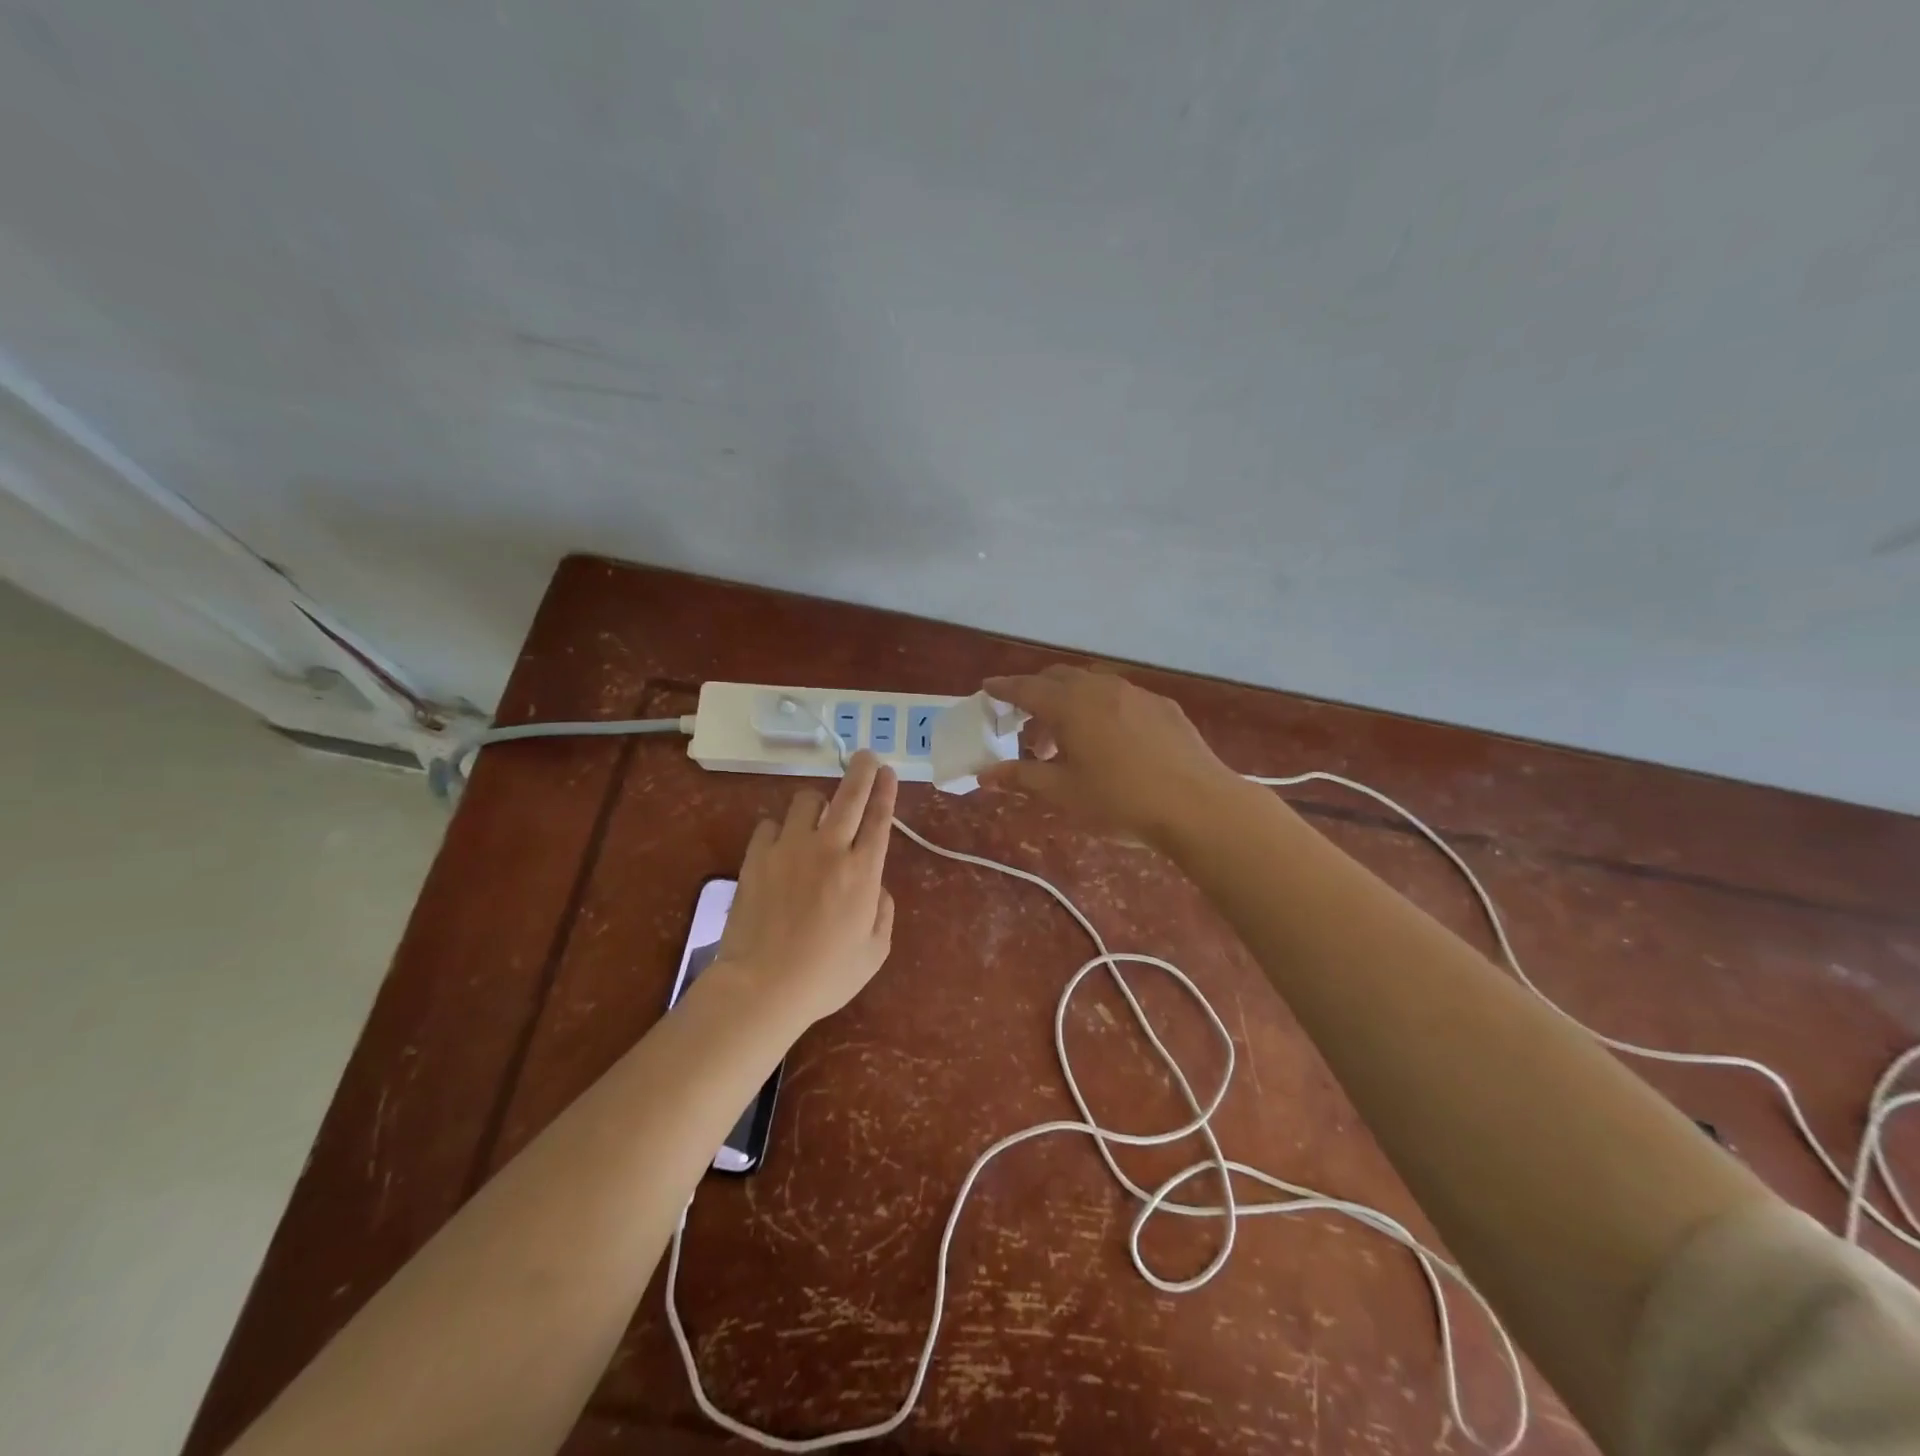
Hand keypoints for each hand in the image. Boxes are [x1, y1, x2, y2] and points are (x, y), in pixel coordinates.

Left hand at [714, 750, 897, 1025]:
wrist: (763, 987)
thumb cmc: (825, 976)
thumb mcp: (874, 952)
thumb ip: (883, 912)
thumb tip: (877, 886)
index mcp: (863, 872)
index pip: (880, 818)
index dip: (886, 790)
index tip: (889, 771)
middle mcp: (829, 849)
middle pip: (849, 795)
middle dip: (861, 770)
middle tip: (866, 757)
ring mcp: (789, 849)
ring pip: (806, 800)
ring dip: (816, 803)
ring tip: (816, 816)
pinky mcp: (757, 856)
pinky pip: (770, 824)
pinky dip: (779, 829)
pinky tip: (781, 845)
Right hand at [980, 666, 1240, 845]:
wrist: (1197, 805)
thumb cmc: (1119, 801)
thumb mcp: (1063, 793)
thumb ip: (1021, 776)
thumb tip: (985, 774)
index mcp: (1070, 705)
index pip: (1026, 688)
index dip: (1004, 688)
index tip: (987, 688)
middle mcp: (1100, 688)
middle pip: (1058, 678)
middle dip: (1037, 695)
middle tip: (1028, 728)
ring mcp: (1136, 693)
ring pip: (1091, 685)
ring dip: (1071, 703)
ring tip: (1069, 743)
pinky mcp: (1163, 706)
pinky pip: (1120, 697)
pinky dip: (1101, 709)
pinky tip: (1111, 741)